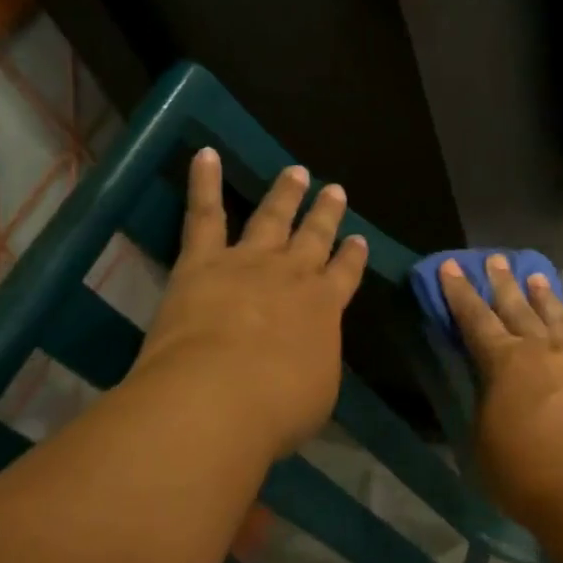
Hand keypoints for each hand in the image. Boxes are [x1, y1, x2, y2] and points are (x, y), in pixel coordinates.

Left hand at [130, 149, 367, 459]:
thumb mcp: (316, 394)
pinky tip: (206, 154)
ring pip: (271, 218)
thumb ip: (314, 365)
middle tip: (335, 189)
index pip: (345, 274)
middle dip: (325, 214)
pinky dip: (205, 182)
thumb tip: (308, 357)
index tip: (359, 239)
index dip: (353, 256)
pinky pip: (205, 214)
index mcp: (325, 307)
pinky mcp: (203, 261)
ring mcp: (248, 262)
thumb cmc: (277, 408)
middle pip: (314, 237)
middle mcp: (293, 275)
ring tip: (296, 171)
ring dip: (284, 194)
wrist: (220, 397)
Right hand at [438, 256, 562, 544]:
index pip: (475, 319)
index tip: (450, 266)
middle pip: (516, 307)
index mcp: (504, 362)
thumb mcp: (483, 441)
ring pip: (552, 316)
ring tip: (535, 275)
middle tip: (494, 258)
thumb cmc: (526, 474)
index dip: (459, 292)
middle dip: (501, 282)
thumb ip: (484, 404)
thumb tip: (489, 388)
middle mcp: (539, 350)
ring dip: (541, 294)